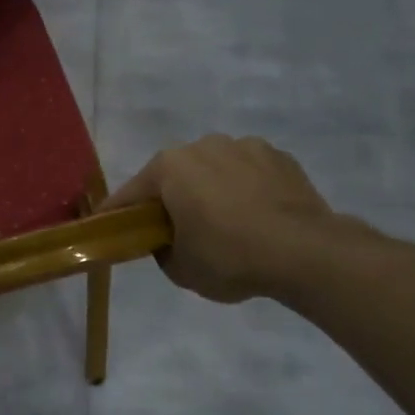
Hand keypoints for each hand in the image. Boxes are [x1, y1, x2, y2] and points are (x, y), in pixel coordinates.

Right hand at [103, 135, 337, 303]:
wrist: (306, 252)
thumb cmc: (229, 257)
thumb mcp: (179, 269)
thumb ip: (162, 250)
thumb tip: (167, 241)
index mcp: (169, 167)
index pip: (130, 194)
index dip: (116, 216)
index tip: (108, 229)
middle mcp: (203, 146)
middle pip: (174, 177)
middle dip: (171, 200)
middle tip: (176, 233)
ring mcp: (245, 147)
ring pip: (214, 172)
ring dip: (211, 192)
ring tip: (226, 226)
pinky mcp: (280, 157)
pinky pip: (249, 175)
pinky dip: (246, 191)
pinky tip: (257, 219)